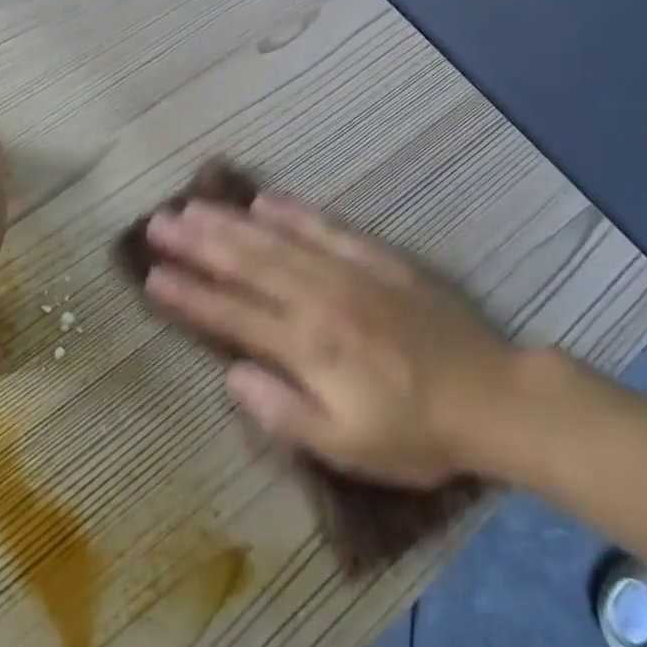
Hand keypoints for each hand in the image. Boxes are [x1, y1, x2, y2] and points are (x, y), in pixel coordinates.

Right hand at [144, 194, 512, 486]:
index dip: (189, 296)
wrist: (496, 398)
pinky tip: (266, 198)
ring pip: (279, 240)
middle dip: (198, 243)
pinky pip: (328, 227)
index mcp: (309, 348)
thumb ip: (284, 411)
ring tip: (193, 205)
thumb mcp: (347, 447)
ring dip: (233, 222)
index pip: (233, 315)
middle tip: (158, 223)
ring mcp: (351, 273)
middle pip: (248, 264)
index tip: (151, 277)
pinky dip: (294, 211)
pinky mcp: (380, 258)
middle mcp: (321, 300)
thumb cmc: (416, 433)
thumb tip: (232, 375)